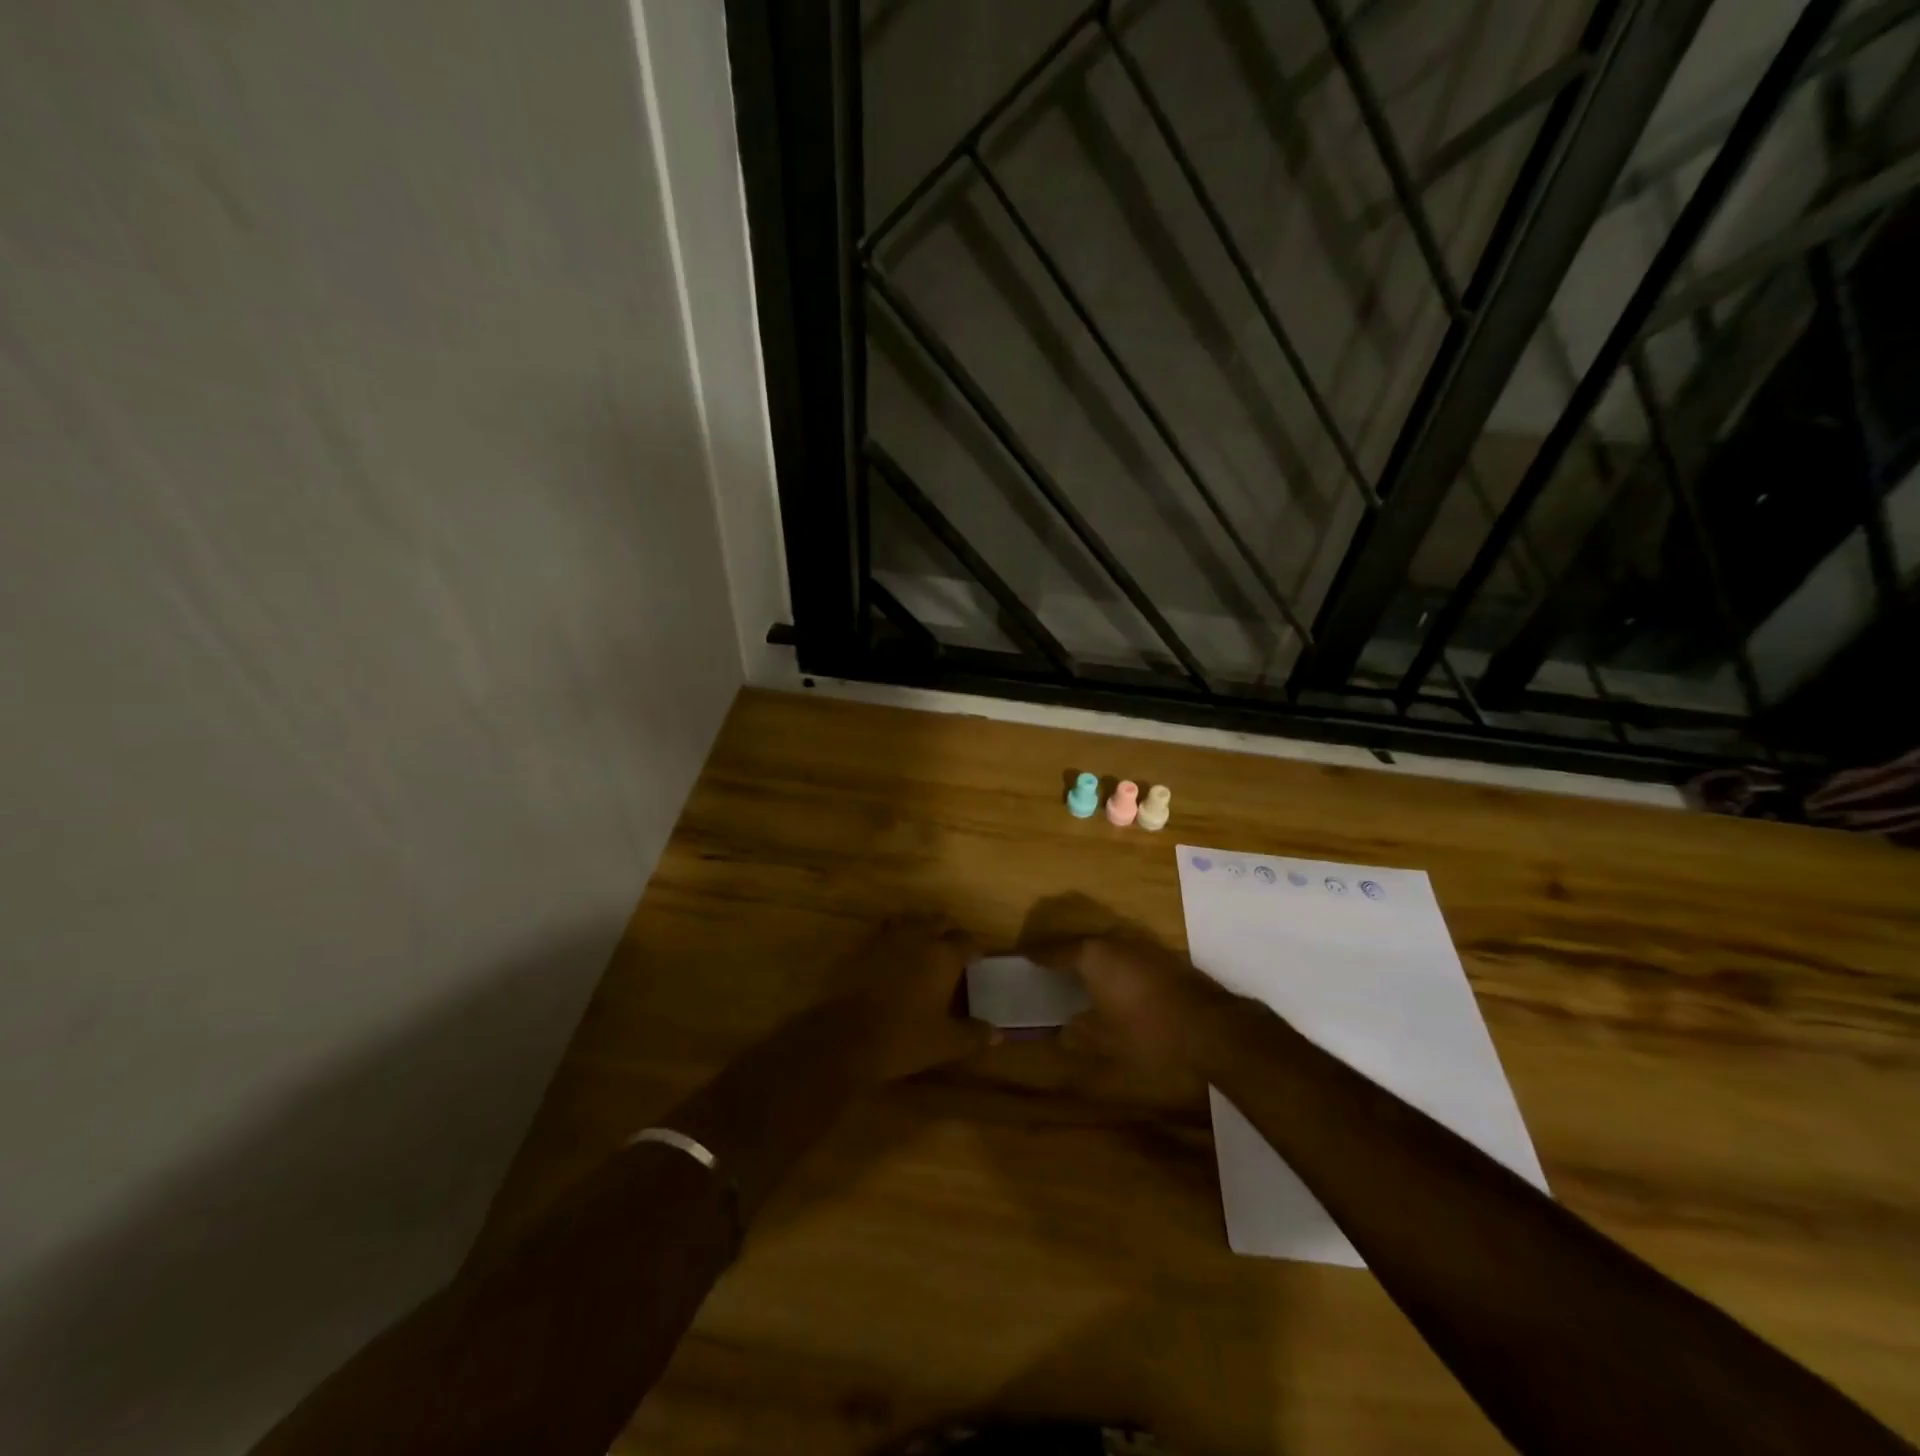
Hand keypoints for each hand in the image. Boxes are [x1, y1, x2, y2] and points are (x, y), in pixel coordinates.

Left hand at [829, 918, 988, 1082]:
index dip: (974, 949)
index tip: (976, 961)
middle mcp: (918, 937)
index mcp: (943, 956)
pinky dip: (894, 936)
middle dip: (949, 932)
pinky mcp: (862, 945)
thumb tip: (998, 1034)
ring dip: (920, 928)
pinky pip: (884, 931)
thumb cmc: (903, 1038)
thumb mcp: (945, 1042)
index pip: (967, 940)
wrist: (844, 1037)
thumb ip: (973, 1034)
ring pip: (910, 920)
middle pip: (939, 921)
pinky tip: (893, 955)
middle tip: (952, 951)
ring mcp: (887, 938)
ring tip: (923, 946)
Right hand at [1023, 914, 1240, 1074]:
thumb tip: (1062, 1032)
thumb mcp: (1106, 1041)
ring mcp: (1143, 946)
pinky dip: (1115, 967)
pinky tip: (1115, 984)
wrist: (1212, 1028)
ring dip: (1092, 959)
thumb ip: (1079, 1033)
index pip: (1055, 950)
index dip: (1038, 955)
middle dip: (1064, 953)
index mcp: (1093, 956)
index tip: (1022, 955)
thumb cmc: (1149, 1034)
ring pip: (1107, 947)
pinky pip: (1127, 956)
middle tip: (1048, 965)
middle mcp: (1115, 941)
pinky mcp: (1164, 957)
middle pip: (1081, 943)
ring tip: (1079, 975)